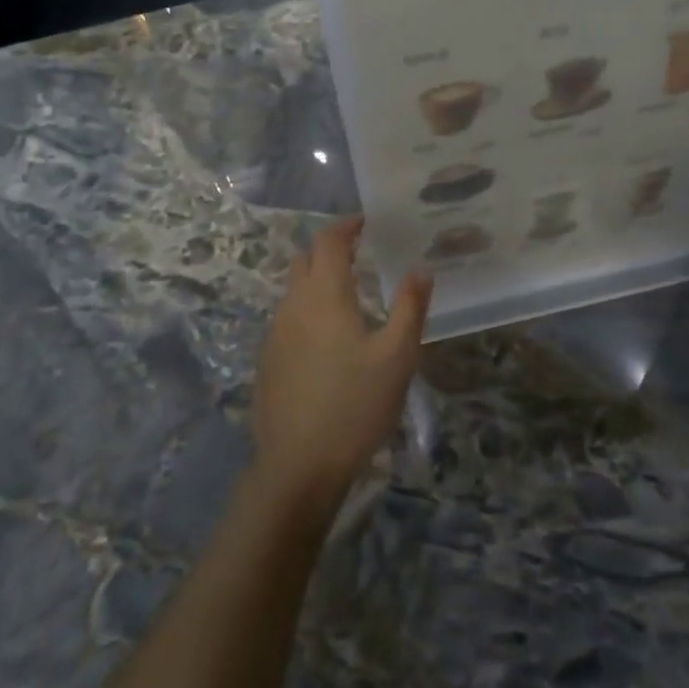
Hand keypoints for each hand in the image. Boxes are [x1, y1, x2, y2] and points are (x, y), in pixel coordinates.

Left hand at [251, 218, 431, 514]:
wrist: (299, 464)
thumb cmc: (356, 405)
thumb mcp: (397, 356)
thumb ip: (410, 308)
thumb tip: (421, 270)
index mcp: (325, 295)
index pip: (329, 241)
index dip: (346, 226)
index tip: (365, 222)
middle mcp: (293, 305)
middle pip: (305, 260)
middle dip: (329, 250)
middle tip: (360, 255)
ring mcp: (275, 333)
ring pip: (293, 290)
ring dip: (317, 281)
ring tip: (349, 297)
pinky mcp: (267, 360)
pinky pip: (287, 319)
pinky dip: (307, 311)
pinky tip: (327, 340)